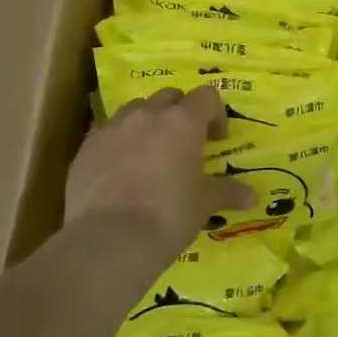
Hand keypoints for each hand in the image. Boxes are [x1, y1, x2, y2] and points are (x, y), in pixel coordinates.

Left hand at [65, 87, 254, 251]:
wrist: (109, 240)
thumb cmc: (168, 216)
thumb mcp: (203, 204)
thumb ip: (227, 192)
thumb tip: (252, 196)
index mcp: (182, 121)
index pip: (206, 96)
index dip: (215, 114)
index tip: (216, 139)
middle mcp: (147, 114)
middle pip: (169, 96)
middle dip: (180, 113)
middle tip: (185, 144)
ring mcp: (112, 127)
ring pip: (135, 110)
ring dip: (147, 123)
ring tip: (150, 153)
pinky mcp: (86, 146)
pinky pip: (107, 132)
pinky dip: (119, 142)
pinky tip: (120, 171)